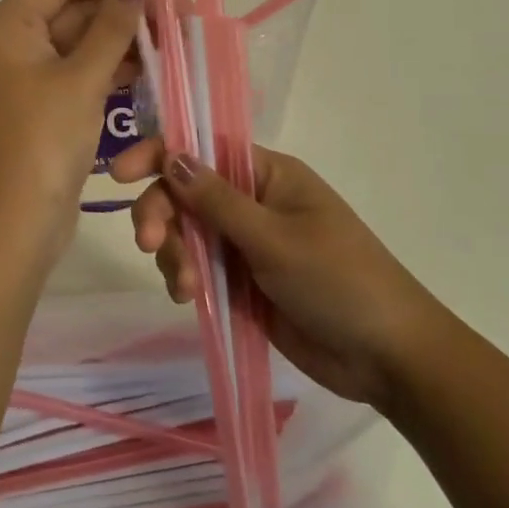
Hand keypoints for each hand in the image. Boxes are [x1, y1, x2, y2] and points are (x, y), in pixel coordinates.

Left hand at [0, 0, 144, 265]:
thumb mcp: (81, 79)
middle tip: (170, 18)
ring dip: (117, 44)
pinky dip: (106, 72)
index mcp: (6, 28)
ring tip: (168, 45)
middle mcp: (9, 47)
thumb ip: (112, 28)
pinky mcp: (39, 109)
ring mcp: (22, 80)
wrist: (14, 223)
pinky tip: (147, 73)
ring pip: (76, 46)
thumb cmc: (43, 140)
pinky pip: (75, 76)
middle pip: (68, 12)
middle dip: (118, 14)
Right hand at [111, 141, 447, 411]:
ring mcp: (245, 243)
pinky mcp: (241, 282)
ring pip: (187, 232)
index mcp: (267, 174)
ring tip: (185, 288)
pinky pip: (198, 267)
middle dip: (163, 213)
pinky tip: (188, 298)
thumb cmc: (339, 281)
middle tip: (149, 244)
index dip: (159, 154)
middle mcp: (252, 201)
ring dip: (175, 253)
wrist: (388, 358)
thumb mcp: (275, 238)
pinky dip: (185, 277)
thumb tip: (171, 155)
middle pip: (186, 192)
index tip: (120, 174)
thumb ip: (217, 201)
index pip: (202, 148)